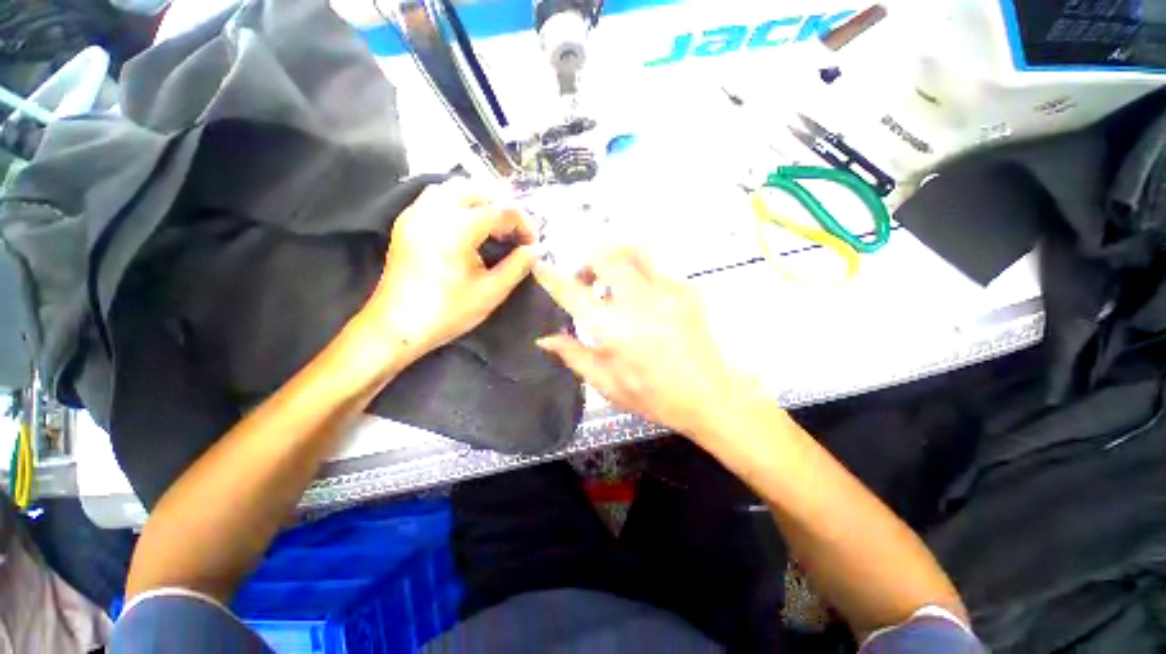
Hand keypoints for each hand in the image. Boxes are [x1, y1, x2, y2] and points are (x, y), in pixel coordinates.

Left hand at [357, 179, 537, 364]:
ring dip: (481, 198)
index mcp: (457, 230)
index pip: (501, 210)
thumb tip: (537, 249)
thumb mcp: (491, 292)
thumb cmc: (447, 312)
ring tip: (496, 223)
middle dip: (504, 205)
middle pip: (478, 189)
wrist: (396, 326)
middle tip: (517, 231)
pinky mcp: (406, 221)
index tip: (532, 243)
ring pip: (455, 187)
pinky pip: (436, 195)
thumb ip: (517, 266)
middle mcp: (434, 212)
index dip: (523, 223)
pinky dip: (459, 200)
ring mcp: (416, 213)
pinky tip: (468, 221)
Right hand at [534, 247, 761, 437]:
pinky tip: (645, 296)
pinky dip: (642, 272)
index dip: (551, 276)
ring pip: (635, 250)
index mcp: (614, 327)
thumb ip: (574, 356)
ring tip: (613, 279)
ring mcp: (669, 289)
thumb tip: (545, 339)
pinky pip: (659, 266)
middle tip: (586, 280)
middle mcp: (639, 299)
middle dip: (587, 260)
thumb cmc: (658, 397)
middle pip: (605, 254)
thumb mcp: (609, 384)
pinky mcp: (690, 288)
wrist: (718, 398)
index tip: (540, 265)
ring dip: (616, 257)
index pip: (573, 292)